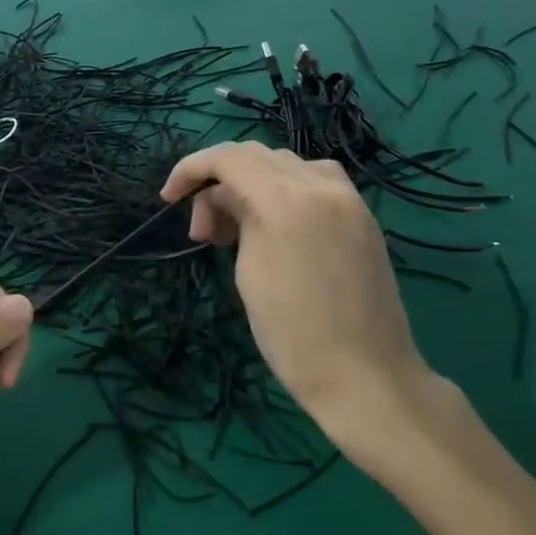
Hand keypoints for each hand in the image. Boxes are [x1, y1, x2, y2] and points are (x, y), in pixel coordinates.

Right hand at [161, 143, 457, 460]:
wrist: (367, 377)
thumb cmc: (294, 334)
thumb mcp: (250, 273)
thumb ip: (238, 221)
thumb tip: (228, 200)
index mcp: (287, 198)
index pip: (229, 158)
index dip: (191, 169)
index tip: (169, 199)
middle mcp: (322, 185)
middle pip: (258, 156)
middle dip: (220, 182)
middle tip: (204, 231)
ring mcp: (349, 200)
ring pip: (288, 166)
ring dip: (253, 184)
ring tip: (237, 228)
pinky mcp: (363, 218)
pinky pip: (316, 183)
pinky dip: (284, 192)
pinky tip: (275, 227)